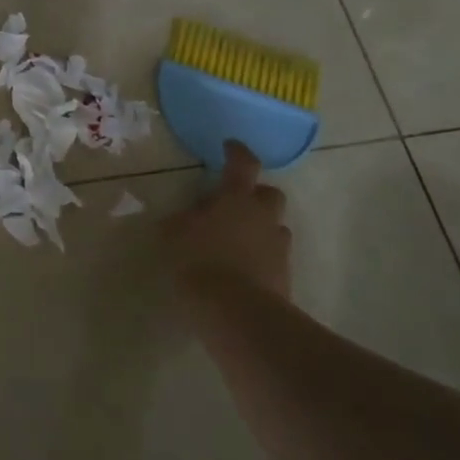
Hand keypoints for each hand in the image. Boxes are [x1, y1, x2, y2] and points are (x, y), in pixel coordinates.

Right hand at [162, 141, 292, 302]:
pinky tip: (241, 270)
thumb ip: (181, 221)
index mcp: (236, 199)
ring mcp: (278, 247)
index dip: (237, 152)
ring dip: (260, 229)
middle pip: (270, 194)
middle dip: (256, 195)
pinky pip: (274, 257)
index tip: (229, 146)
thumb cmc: (200, 262)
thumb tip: (184, 216)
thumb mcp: (174, 236)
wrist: (238, 313)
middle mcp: (262, 216)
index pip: (243, 164)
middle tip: (235, 204)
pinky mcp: (284, 276)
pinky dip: (261, 258)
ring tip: (236, 242)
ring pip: (274, 227)